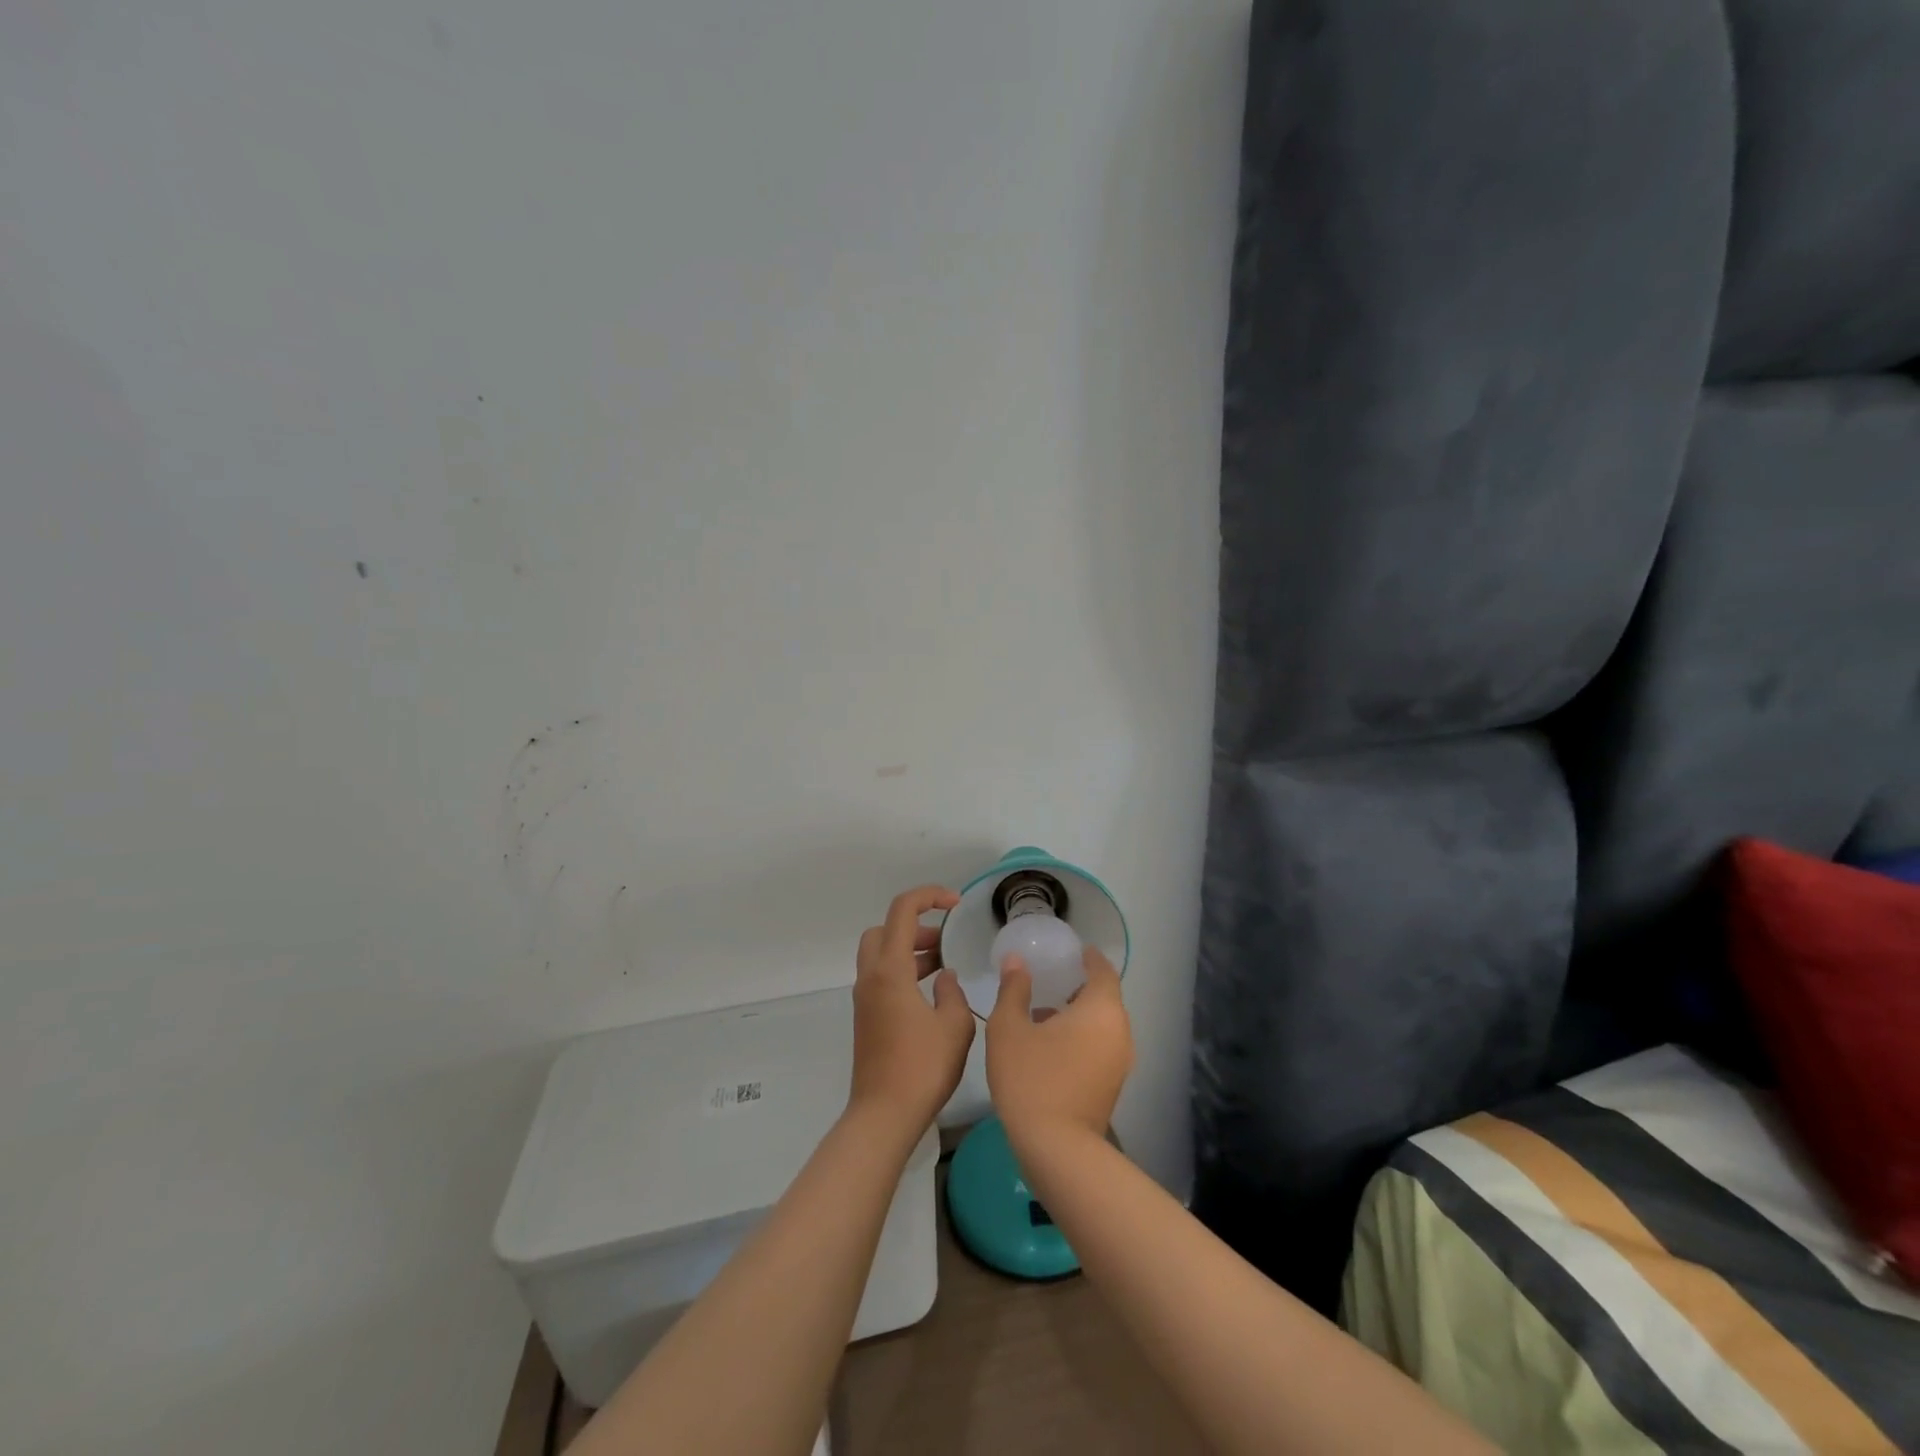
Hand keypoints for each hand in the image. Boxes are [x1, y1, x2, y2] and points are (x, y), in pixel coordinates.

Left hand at [849, 885, 974, 1134]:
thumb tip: (944, 977)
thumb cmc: (922, 1068)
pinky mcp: (866, 1017)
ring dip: (910, 949)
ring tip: (943, 965)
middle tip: (944, 940)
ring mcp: (865, 998)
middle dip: (915, 925)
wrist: (883, 1115)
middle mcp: (871, 977)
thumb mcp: (954, 1026)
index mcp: (890, 970)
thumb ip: (953, 992)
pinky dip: (904, 971)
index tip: (956, 904)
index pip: (903, 910)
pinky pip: (882, 977)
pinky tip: (931, 994)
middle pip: (884, 929)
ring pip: (881, 953)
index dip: (929, 896)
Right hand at [986, 944, 1132, 1150]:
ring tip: (1043, 1010)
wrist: (1056, 1149)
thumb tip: (1016, 961)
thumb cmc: (1031, 1078)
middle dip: (1079, 985)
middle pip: (1104, 997)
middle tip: (1050, 976)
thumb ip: (1014, 989)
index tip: (1070, 950)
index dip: (1087, 957)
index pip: (1103, 970)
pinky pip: (1100, 1046)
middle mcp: (1120, 1031)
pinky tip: (1049, 1044)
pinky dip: (1081, 1036)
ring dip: (1078, 1013)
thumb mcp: (1009, 1028)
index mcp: (1101, 1009)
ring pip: (1102, 1024)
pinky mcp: (1112, 1085)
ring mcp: (1120, 1062)